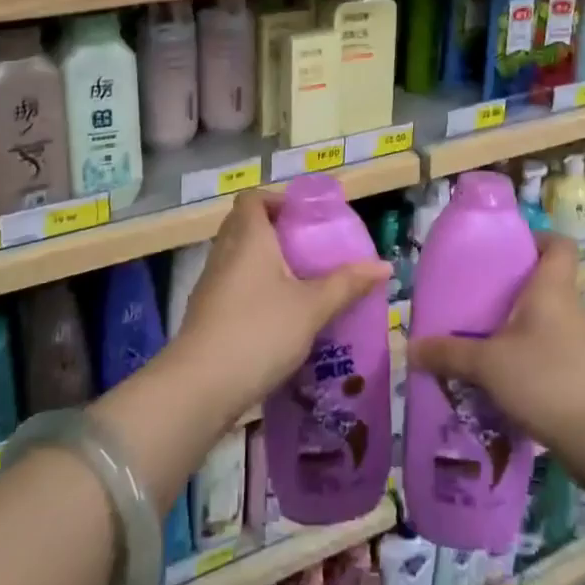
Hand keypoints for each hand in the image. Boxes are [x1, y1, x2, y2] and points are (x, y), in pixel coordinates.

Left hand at [166, 191, 390, 428]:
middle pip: (244, 225)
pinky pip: (231, 285)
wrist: (199, 387)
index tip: (303, 218)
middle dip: (274, 232)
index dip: (276, 199)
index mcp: (248, 237)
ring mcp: (210, 283)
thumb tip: (385, 266)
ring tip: (298, 283)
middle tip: (307, 250)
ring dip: (263, 262)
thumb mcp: (312, 307)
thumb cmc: (259, 331)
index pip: (252, 198)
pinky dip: (252, 290)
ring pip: (237, 257)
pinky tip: (276, 316)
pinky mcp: (204, 313)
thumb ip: (347, 284)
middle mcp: (224, 251)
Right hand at [408, 235, 584, 461]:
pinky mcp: (579, 370)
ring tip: (482, 334)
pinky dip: (528, 351)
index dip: (537, 239)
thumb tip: (411, 348)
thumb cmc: (544, 378)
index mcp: (552, 287)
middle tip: (478, 294)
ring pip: (546, 316)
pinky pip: (549, 346)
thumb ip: (448, 353)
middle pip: (546, 280)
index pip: (559, 244)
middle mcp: (569, 305)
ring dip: (519, 322)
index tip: (507, 249)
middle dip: (514, 285)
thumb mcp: (487, 364)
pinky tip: (501, 371)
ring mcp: (578, 340)